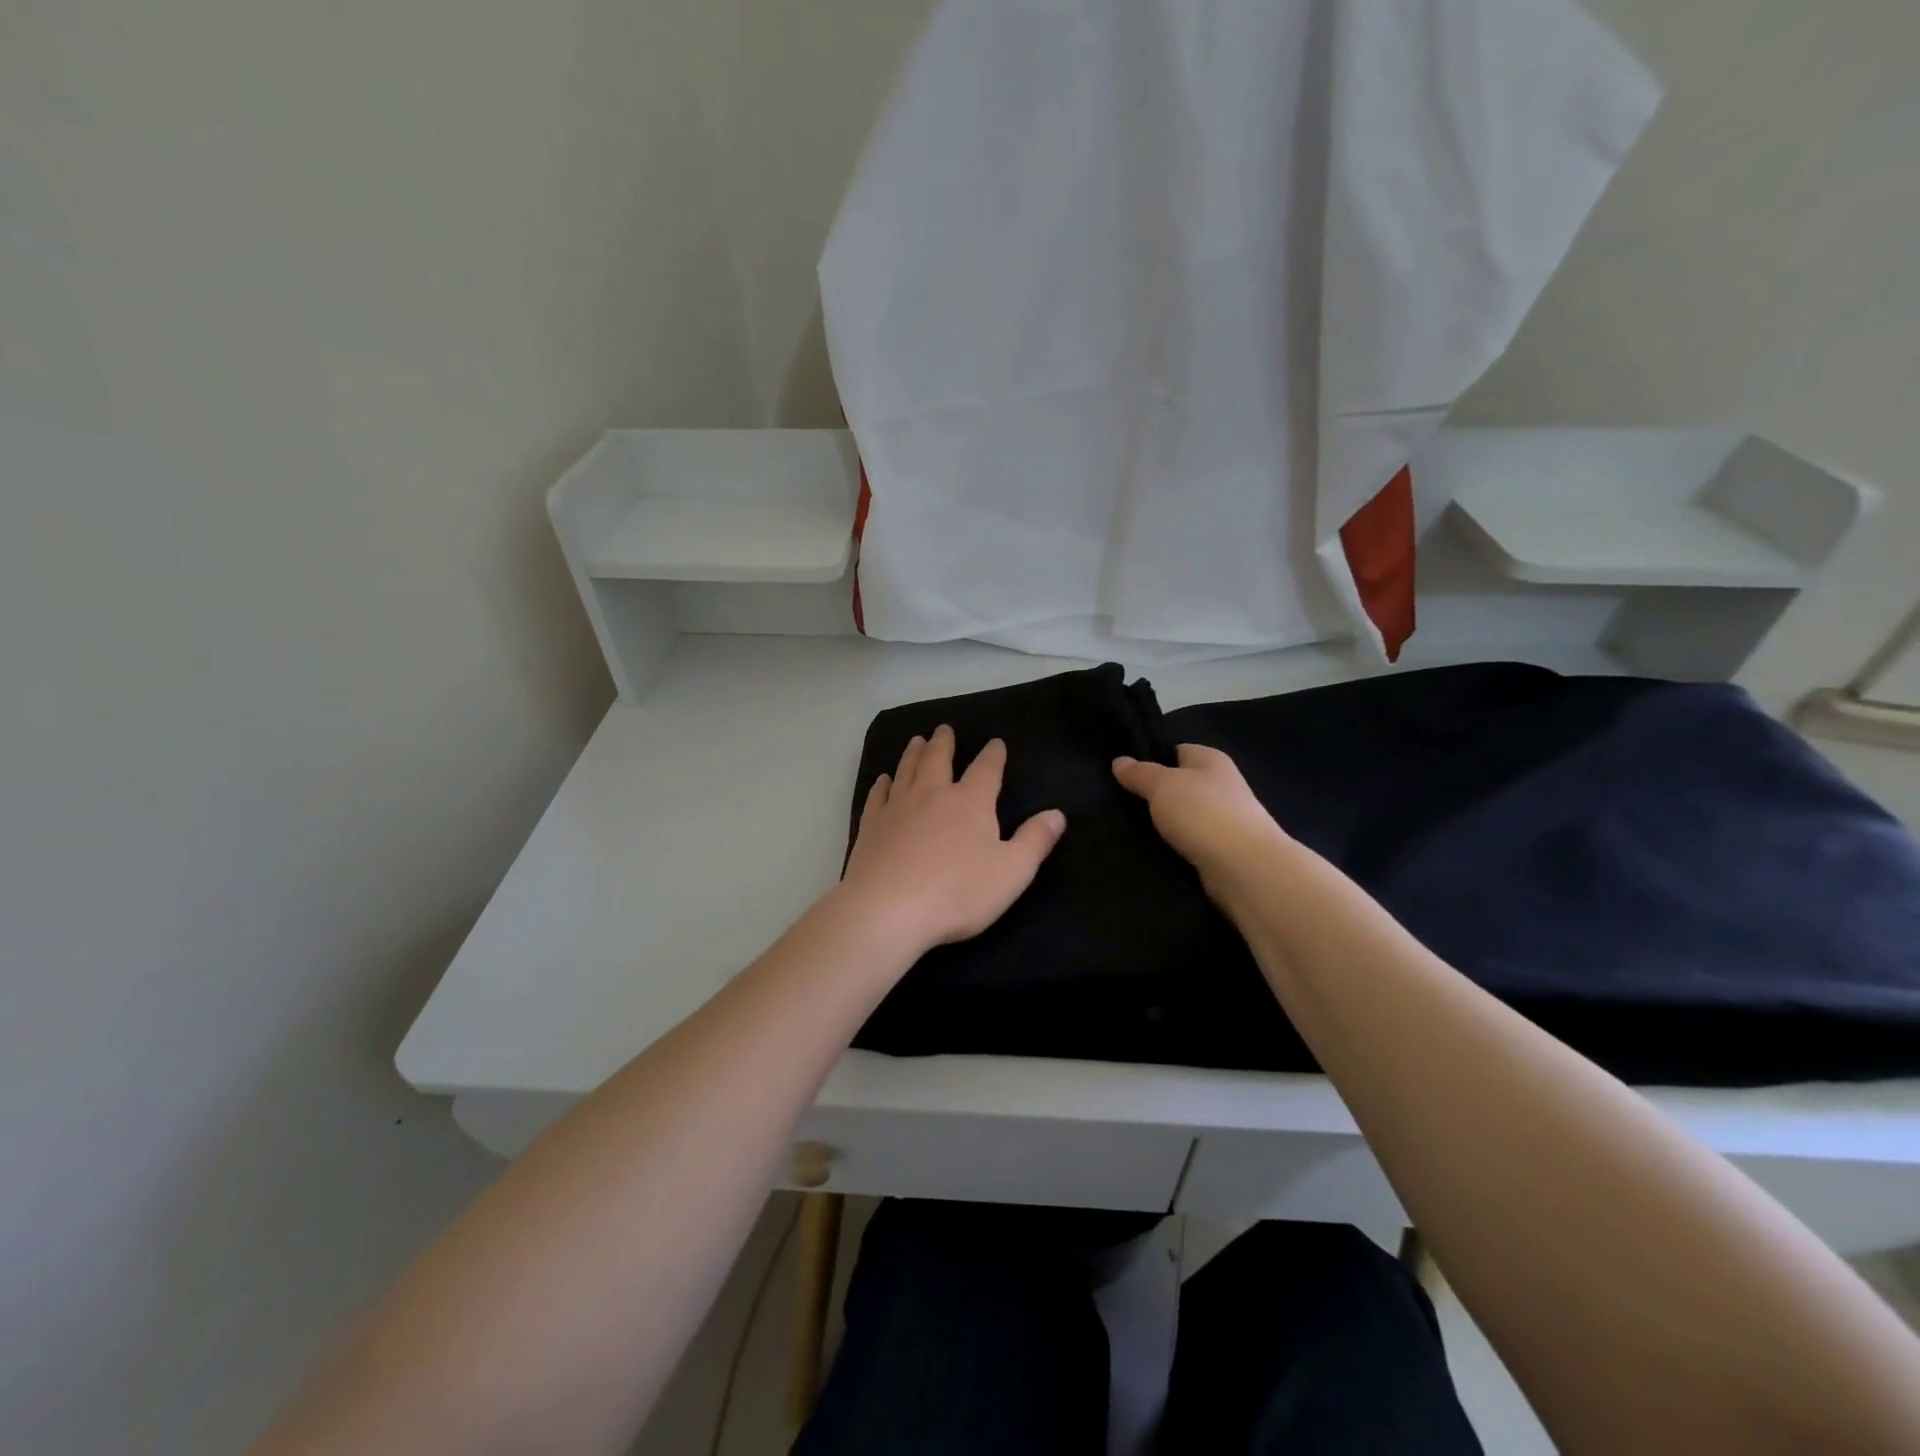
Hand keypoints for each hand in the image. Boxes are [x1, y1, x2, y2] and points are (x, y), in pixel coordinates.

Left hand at [840, 725, 1066, 954]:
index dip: (993, 754)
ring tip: (917, 741)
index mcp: (970, 802)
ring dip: (913, 753)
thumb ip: (1035, 840)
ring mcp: (898, 808)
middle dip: (944, 742)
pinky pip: (878, 796)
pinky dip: (882, 785)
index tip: (995, 742)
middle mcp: (933, 795)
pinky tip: (883, 780)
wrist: (888, 910)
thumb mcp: (1012, 871)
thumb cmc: (958, 892)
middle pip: (939, 759)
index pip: (986, 769)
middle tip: (944, 728)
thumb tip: (1057, 814)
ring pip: (907, 770)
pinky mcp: (871, 826)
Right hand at [1112, 744, 1289, 897]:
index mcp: (1211, 760)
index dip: (1150, 758)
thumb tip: (1119, 761)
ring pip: (1183, 814)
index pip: (1177, 750)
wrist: (1244, 867)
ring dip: (1162, 822)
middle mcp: (1221, 785)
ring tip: (1128, 828)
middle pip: (1180, 784)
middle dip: (1153, 794)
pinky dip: (1174, 845)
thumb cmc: (1202, 813)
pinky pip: (1190, 840)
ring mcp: (1225, 818)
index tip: (1123, 773)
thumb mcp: (1162, 785)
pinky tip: (1151, 850)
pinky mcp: (1222, 849)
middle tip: (1119, 802)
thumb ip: (1139, 773)